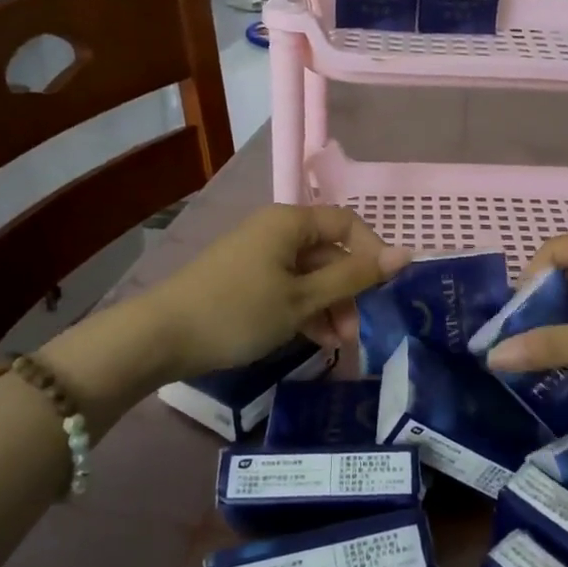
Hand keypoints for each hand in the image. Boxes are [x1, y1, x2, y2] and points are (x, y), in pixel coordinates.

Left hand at [142, 205, 411, 380]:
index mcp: (291, 222)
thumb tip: (407, 254)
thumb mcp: (303, 298)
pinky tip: (315, 341)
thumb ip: (354, 276)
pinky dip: (305, 311)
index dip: (372, 254)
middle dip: (348, 291)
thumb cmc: (238, 311)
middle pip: (329, 253)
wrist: (160, 338)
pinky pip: (289, 288)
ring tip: (337, 344)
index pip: (348, 224)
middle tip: (356, 332)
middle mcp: (276, 231)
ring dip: (329, 307)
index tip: (385, 291)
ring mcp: (259, 256)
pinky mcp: (246, 281)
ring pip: (310, 275)